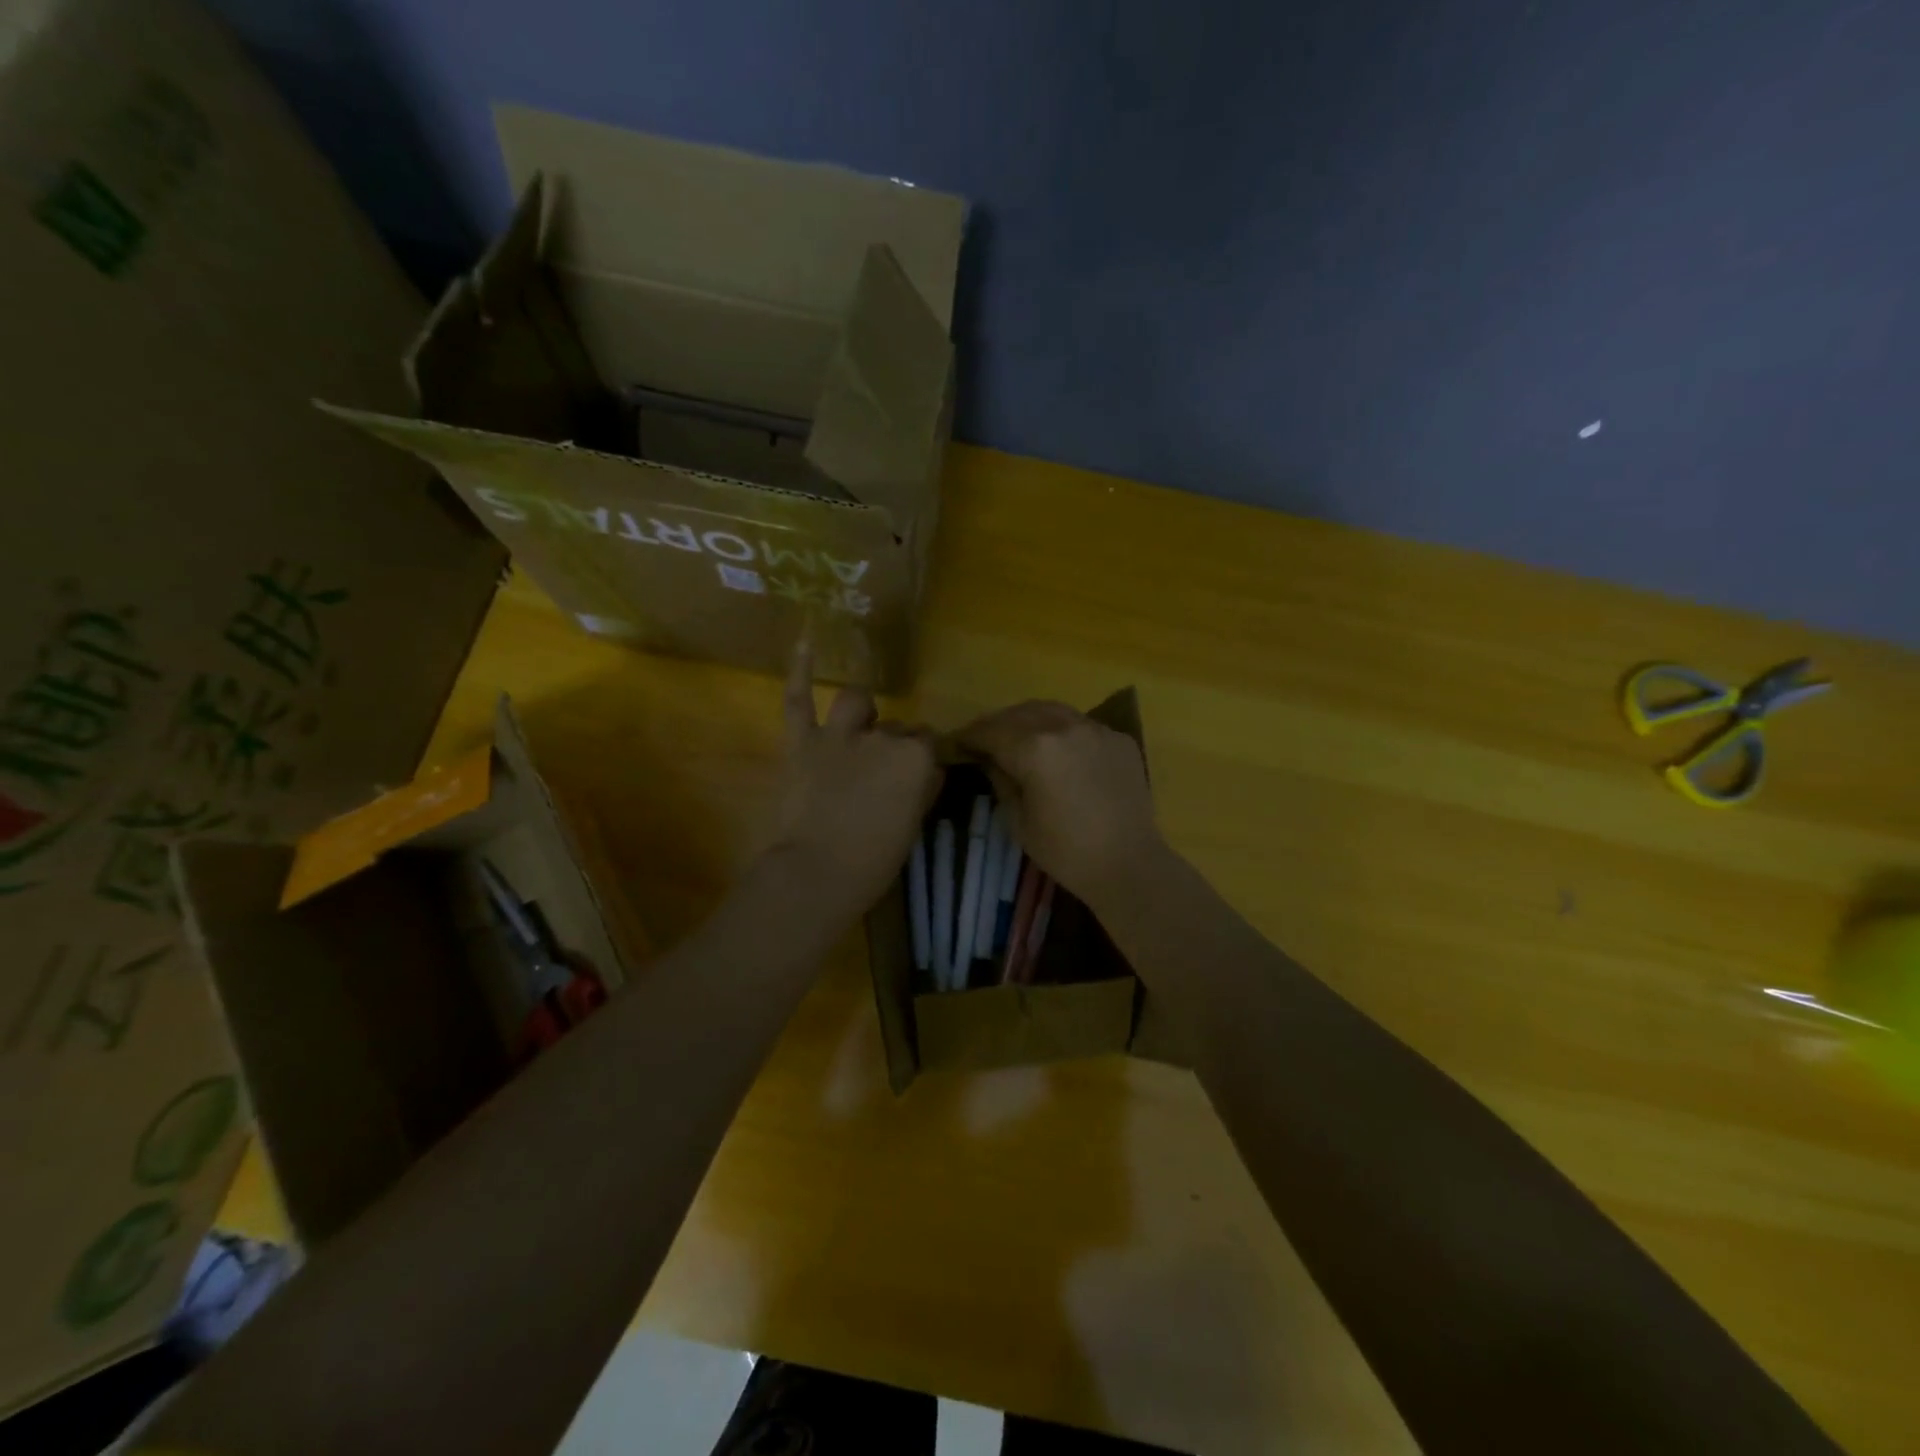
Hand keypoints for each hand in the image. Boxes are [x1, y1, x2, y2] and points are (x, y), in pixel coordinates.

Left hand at [764, 646, 939, 916]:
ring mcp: (838, 735)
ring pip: (858, 702)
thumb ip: (924, 789)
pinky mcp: (802, 742)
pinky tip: (807, 640)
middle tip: (885, 774)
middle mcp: (881, 736)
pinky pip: (799, 699)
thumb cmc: (874, 860)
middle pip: (897, 729)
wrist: (816, 873)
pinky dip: (801, 670)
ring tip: (863, 721)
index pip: (927, 743)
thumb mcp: (913, 825)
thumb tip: (929, 770)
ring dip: (864, 710)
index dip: (922, 760)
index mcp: (914, 758)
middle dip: (895, 745)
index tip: (917, 778)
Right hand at [957, 700, 1165, 909]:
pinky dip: (1062, 730)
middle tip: (984, 741)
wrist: (1128, 864)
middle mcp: (1065, 727)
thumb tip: (989, 761)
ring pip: (1053, 711)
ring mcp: (1096, 729)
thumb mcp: (1018, 821)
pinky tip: (1058, 750)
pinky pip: (1081, 724)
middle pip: (1020, 713)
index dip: (969, 737)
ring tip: (1018, 737)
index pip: (991, 732)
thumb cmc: (1065, 851)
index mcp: (1034, 748)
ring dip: (1029, 720)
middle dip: (997, 724)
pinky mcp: (1119, 738)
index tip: (957, 744)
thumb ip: (1001, 781)